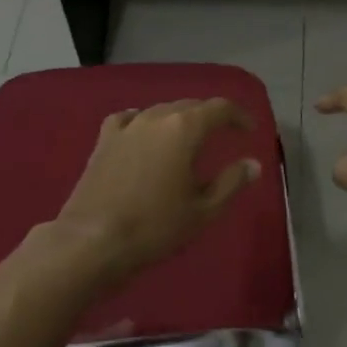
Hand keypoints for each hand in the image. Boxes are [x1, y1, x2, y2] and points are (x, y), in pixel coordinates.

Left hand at [50, 98, 261, 289]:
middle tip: (224, 133)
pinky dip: (142, 120)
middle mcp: (156, 117)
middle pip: (190, 105)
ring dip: (179, 119)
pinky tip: (143, 131)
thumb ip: (231, 182)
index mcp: (184, 128)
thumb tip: (253, 164)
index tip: (250, 130)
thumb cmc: (155, 226)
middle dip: (210, 116)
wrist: (93, 240)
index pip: (219, 108)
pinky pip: (128, 119)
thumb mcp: (203, 210)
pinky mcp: (104, 141)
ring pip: (160, 110)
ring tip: (188, 137)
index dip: (238, 116)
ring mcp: (127, 127)